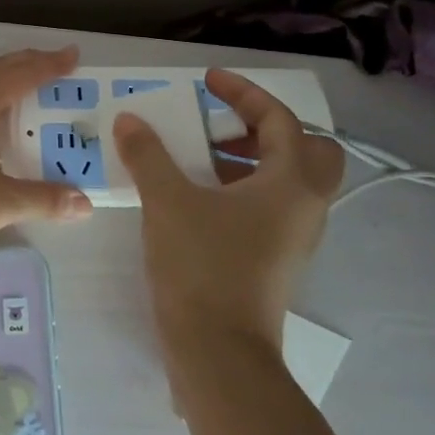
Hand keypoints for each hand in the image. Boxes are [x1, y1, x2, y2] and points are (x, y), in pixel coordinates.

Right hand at [113, 69, 343, 351]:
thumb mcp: (167, 201)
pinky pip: (271, 207)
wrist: (219, 352)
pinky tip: (199, 198)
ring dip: (250, 159)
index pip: (278, 120)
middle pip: (305, 149)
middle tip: (221, 127)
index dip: (242, 93)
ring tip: (199, 158)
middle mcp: (305, 206)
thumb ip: (148, 154)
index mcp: (291, 183)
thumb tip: (129, 120)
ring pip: (287, 180)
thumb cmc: (202, 266)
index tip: (206, 81)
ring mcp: (295, 237)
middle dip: (264, 129)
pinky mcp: (277, 260)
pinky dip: (243, 189)